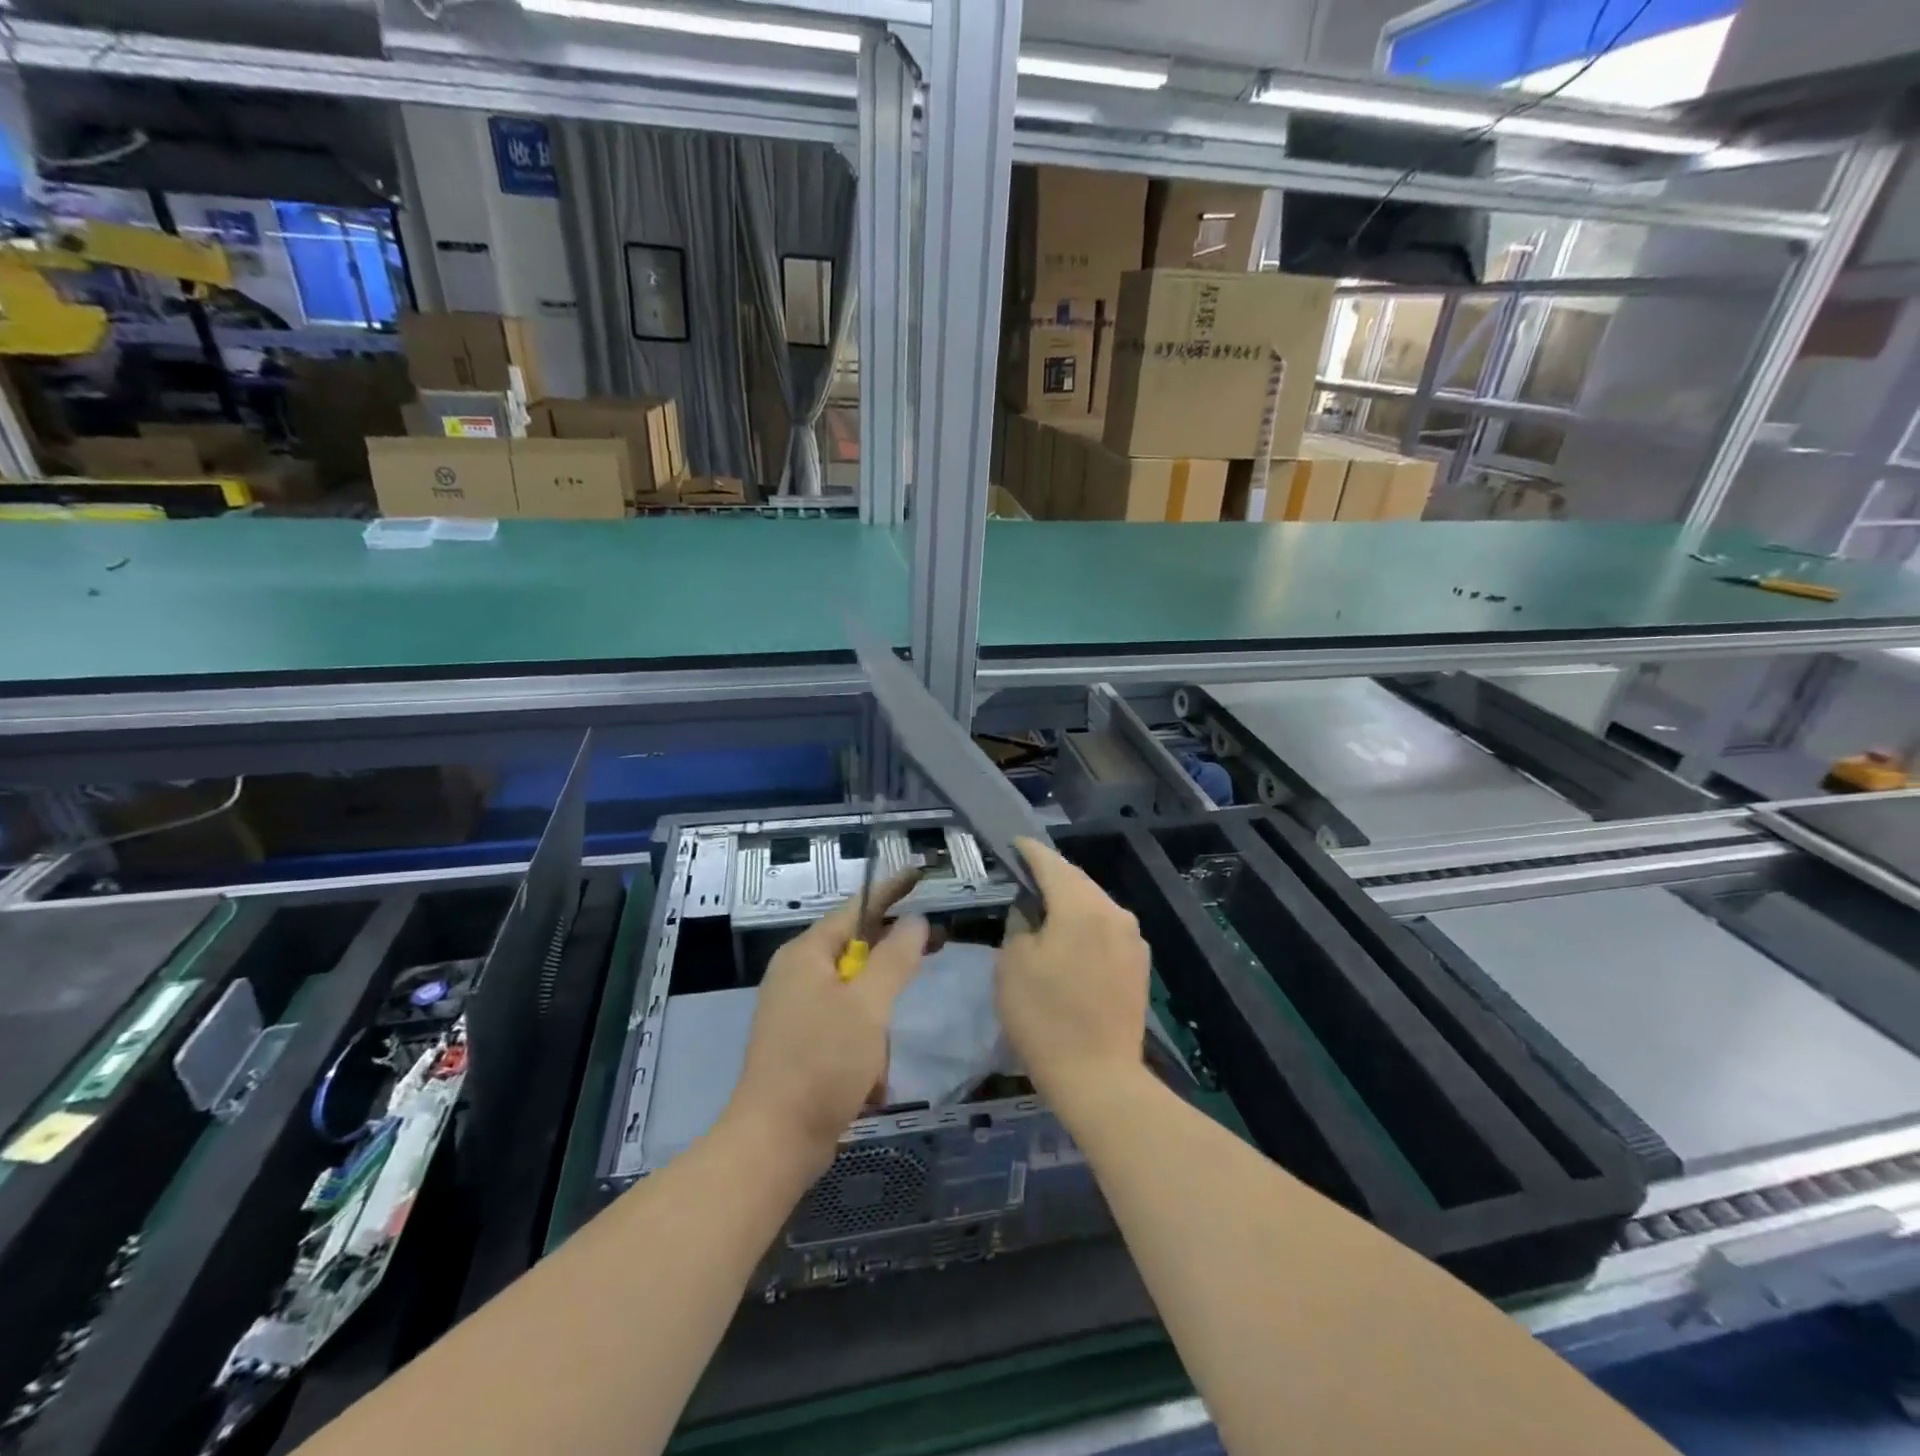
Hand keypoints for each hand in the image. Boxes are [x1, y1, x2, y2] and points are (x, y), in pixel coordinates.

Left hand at [726, 871, 927, 1173]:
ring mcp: (797, 1012)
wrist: (774, 1144)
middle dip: (894, 960)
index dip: (891, 891)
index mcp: (806, 955)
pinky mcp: (803, 1045)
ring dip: (878, 1020)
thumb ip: (895, 958)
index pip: (856, 908)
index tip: (921, 875)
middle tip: (938, 948)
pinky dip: (864, 1047)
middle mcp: (798, 976)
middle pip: (857, 949)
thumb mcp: (867, 1006)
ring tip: (885, 1056)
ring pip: (856, 994)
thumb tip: (915, 921)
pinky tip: (871, 1082)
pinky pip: (845, 1027)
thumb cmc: (822, 1064)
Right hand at [995, 838, 1149, 1108]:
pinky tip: (1071, 939)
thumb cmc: (1044, 1017)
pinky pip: (1107, 927)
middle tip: (1024, 875)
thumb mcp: (1012, 964)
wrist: (1099, 1077)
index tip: (1012, 844)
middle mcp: (1113, 912)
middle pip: (1077, 880)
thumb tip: (1031, 910)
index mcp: (1081, 906)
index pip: (1050, 863)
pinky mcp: (1139, 963)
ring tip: (1044, 907)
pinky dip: (1086, 923)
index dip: (1029, 851)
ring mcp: (1132, 938)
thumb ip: (1020, 922)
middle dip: (1051, 875)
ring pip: (1094, 903)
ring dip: (1070, 900)